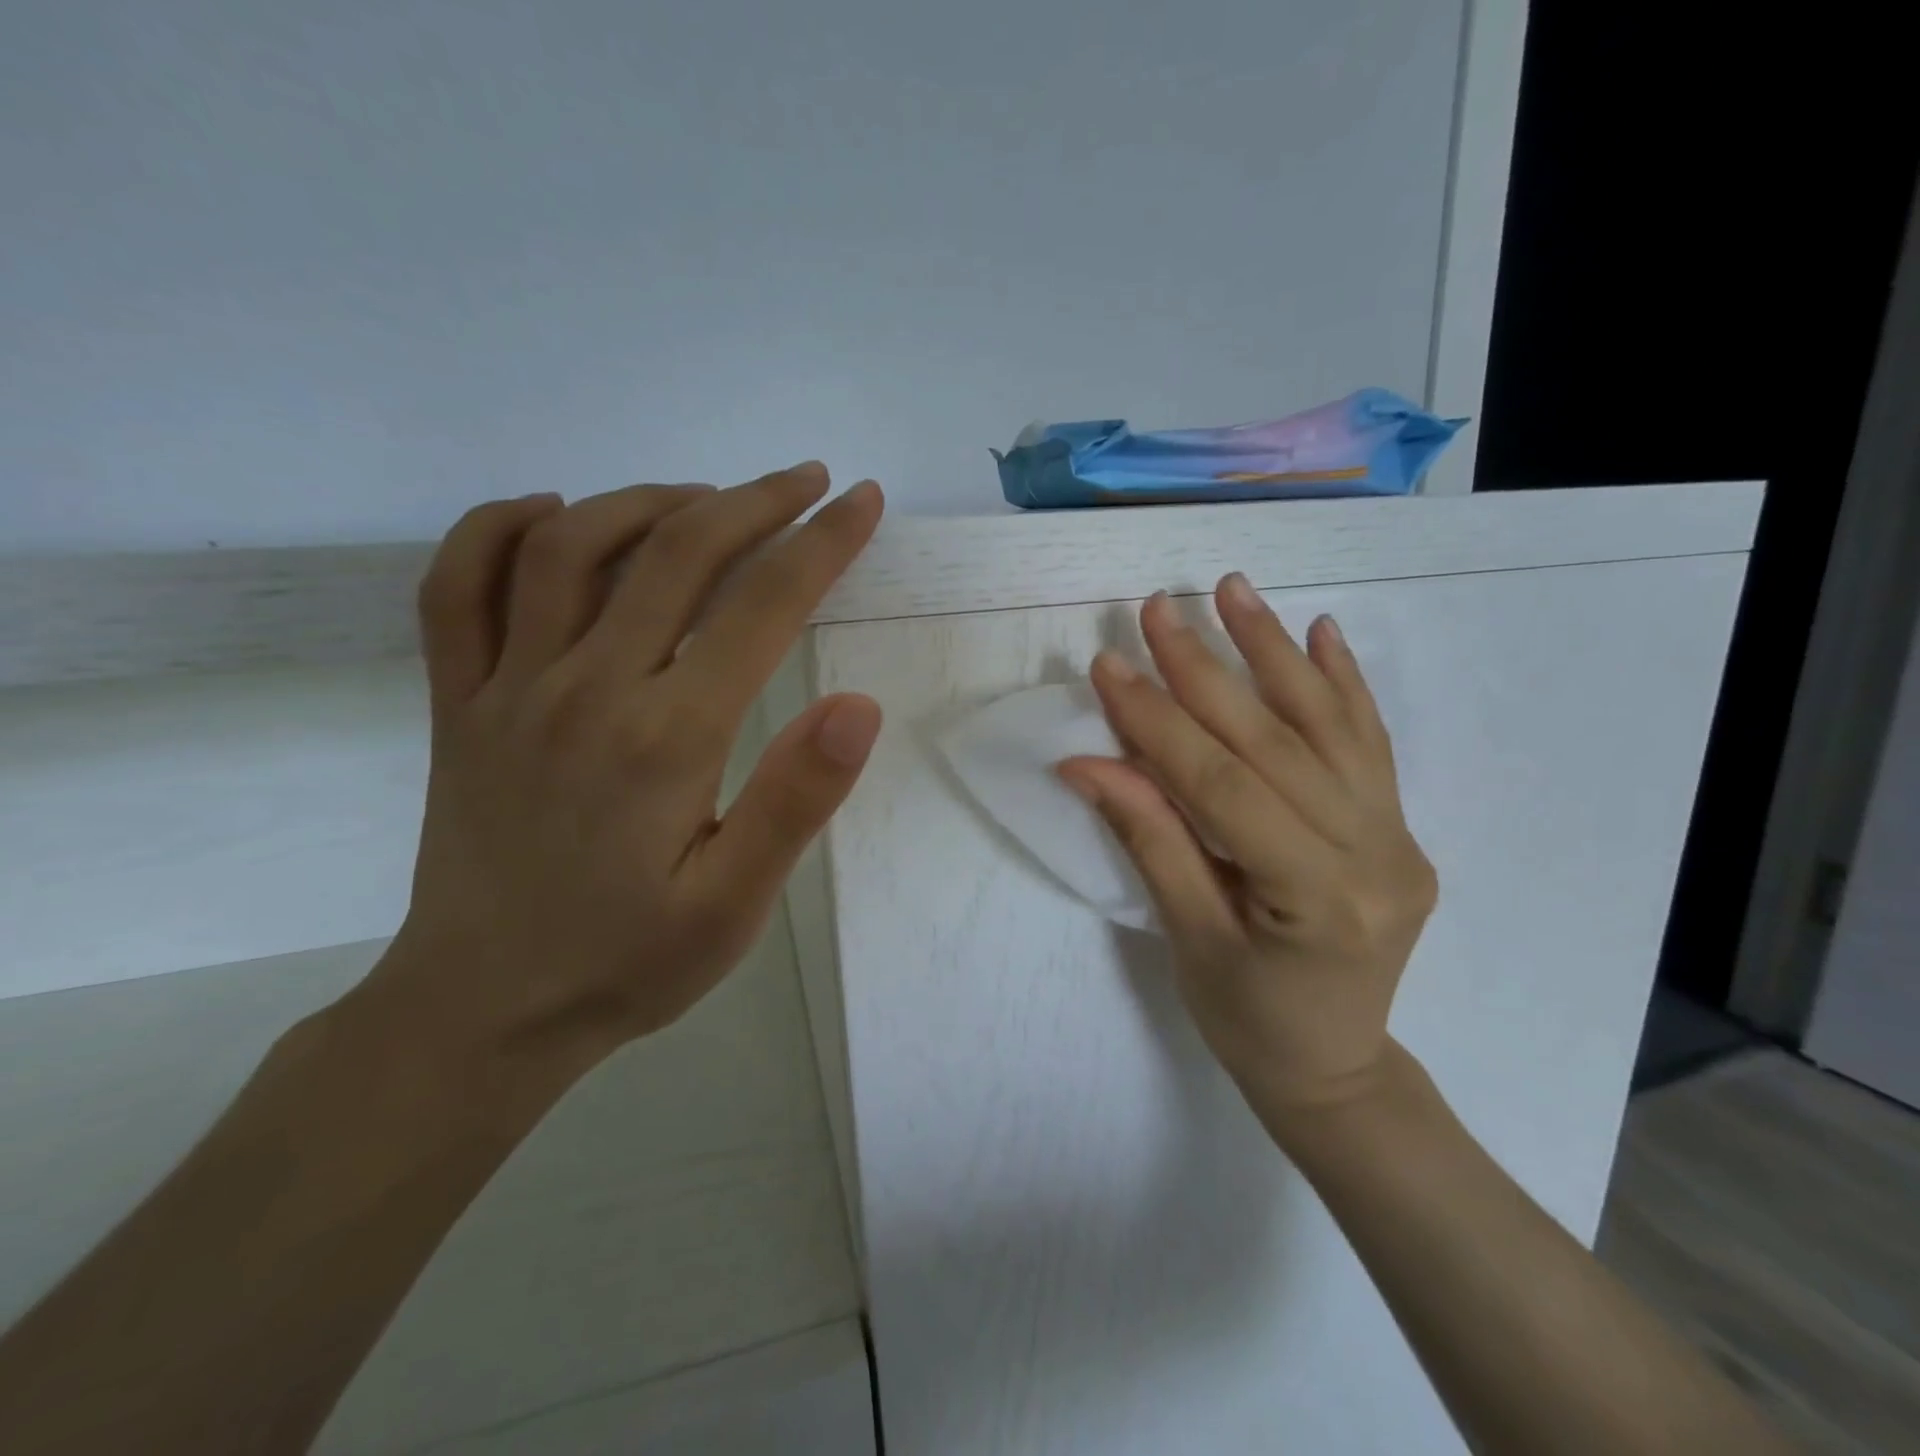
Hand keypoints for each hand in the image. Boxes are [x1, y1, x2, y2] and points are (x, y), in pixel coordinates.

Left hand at [362, 463, 884, 1078]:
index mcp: (666, 737)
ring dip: (650, 501)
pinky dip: (500, 528)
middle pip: (677, 552)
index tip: (863, 503)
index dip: (822, 542)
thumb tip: (859, 707)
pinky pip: (457, 586)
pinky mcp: (455, 703)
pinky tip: (552, 515)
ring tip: (709, 500)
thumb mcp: (735, 907)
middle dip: (755, 501)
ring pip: (570, 545)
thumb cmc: (628, 962)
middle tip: (808, 481)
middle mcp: (584, 688)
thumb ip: (794, 802)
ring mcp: (506, 688)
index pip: (761, 604)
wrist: (483, 1010)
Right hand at [1057, 575, 1436, 1133]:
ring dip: (1275, 650)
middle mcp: (1373, 854)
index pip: (1222, 786)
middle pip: (1273, 742)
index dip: (1158, 723)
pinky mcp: (1398, 826)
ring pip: (1328, 725)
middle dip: (1206, 669)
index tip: (1109, 666)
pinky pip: (1370, 742)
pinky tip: (1324, 631)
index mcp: (1316, 898)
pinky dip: (1344, 682)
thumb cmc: (1250, 1021)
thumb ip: (1149, 839)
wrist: (1337, 1067)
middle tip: (1157, 610)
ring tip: (1234, 588)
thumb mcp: (1188, 939)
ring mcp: (1397, 835)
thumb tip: (1086, 763)